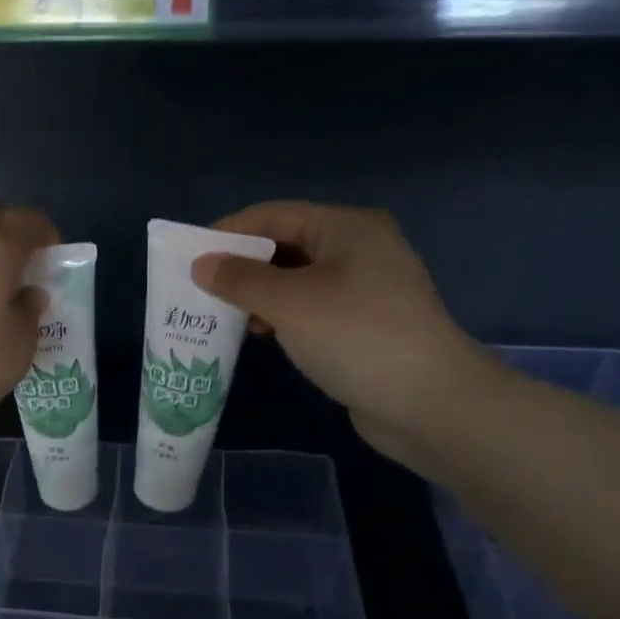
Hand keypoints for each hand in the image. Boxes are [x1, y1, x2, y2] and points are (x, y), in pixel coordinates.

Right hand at [190, 202, 493, 467]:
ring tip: (221, 315)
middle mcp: (358, 248)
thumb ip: (240, 280)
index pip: (274, 215)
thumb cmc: (356, 336)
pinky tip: (260, 334)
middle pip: (285, 245)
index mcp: (346, 227)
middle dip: (242, 266)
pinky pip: (311, 308)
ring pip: (297, 280)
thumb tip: (202, 265)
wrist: (430, 403)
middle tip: (199, 289)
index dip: (229, 232)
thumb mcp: (290, 303)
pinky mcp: (364, 324)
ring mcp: (365, 288)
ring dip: (259, 294)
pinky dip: (282, 315)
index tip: (189, 255)